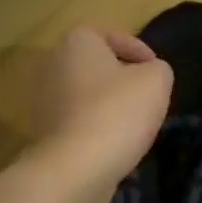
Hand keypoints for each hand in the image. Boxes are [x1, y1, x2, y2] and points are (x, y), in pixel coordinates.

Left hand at [27, 27, 172, 202]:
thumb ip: (159, 69)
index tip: (158, 73)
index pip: (113, 36)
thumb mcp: (157, 81)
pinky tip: (114, 143)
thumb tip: (151, 74)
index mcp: (77, 41)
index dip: (141, 52)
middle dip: (122, 79)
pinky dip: (95, 126)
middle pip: (97, 65)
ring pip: (86, 94)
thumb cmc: (118, 112)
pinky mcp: (43, 129)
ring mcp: (43, 98)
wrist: (76, 167)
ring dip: (108, 104)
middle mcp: (52, 63)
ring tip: (134, 124)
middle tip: (147, 97)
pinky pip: (77, 120)